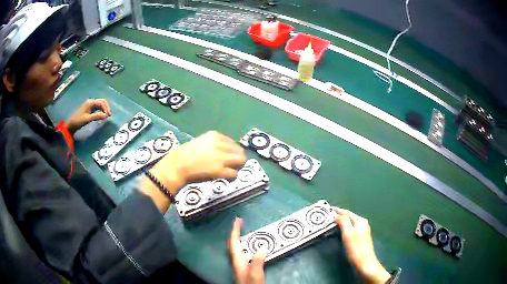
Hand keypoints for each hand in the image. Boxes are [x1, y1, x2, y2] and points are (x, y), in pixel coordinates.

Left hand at [67, 99, 111, 133]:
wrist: (71, 125)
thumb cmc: (78, 121)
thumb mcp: (87, 119)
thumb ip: (97, 116)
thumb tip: (106, 116)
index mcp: (90, 102)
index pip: (101, 102)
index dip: (106, 108)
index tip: (109, 116)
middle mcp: (91, 102)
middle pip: (102, 102)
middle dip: (106, 108)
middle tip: (109, 116)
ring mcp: (90, 105)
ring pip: (100, 105)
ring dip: (104, 109)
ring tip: (106, 116)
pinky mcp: (89, 109)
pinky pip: (97, 108)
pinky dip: (101, 111)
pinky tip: (102, 116)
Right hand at [152, 131, 245, 188]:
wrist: (177, 165)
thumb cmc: (185, 154)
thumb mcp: (201, 142)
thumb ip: (214, 144)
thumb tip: (227, 151)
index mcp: (214, 135)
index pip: (232, 142)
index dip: (232, 150)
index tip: (229, 156)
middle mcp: (220, 144)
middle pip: (239, 150)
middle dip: (238, 158)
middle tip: (233, 164)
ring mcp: (221, 157)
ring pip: (241, 160)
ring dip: (238, 166)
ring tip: (231, 170)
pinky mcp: (219, 170)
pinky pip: (234, 173)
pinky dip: (232, 175)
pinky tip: (225, 176)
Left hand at [228, 217, 265, 283]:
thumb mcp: (256, 274)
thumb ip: (257, 261)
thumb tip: (262, 247)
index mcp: (237, 260)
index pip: (233, 242)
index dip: (235, 230)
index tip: (238, 220)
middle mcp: (235, 261)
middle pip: (231, 244)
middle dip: (234, 232)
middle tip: (240, 223)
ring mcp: (238, 264)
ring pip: (235, 247)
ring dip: (237, 237)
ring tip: (243, 231)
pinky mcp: (242, 267)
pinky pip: (240, 252)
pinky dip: (242, 245)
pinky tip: (249, 247)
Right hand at [334, 208, 390, 283]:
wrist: (364, 263)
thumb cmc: (356, 248)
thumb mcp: (348, 233)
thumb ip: (343, 222)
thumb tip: (337, 215)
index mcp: (360, 221)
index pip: (347, 212)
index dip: (337, 210)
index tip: (327, 209)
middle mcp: (362, 224)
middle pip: (348, 217)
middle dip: (338, 216)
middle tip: (326, 216)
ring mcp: (362, 231)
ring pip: (349, 223)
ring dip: (340, 222)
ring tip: (330, 223)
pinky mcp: (360, 239)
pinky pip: (350, 229)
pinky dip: (343, 228)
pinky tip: (339, 231)